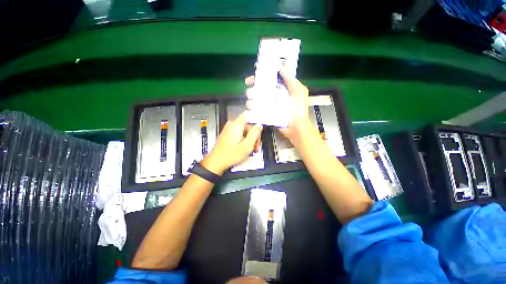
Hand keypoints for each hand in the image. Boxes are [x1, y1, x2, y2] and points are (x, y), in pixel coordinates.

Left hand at [201, 111, 262, 174]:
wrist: (216, 162)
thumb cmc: (231, 155)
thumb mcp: (247, 146)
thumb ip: (254, 134)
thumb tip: (259, 126)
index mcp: (236, 125)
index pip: (248, 115)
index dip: (255, 120)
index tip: (259, 130)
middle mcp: (232, 125)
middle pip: (247, 125)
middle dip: (253, 135)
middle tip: (255, 147)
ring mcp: (228, 129)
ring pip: (244, 130)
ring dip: (249, 139)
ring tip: (250, 150)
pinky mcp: (227, 134)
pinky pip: (238, 134)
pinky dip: (243, 140)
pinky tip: (244, 148)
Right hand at [245, 66, 311, 143]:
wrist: (297, 128)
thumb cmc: (299, 110)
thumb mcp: (299, 92)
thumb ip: (291, 79)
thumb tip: (280, 65)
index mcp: (281, 88)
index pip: (268, 79)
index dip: (259, 77)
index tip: (252, 78)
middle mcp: (273, 96)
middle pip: (259, 89)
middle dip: (252, 89)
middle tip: (250, 92)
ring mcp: (269, 106)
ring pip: (255, 100)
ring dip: (250, 100)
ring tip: (251, 103)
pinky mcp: (266, 114)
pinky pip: (256, 110)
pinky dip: (251, 109)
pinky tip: (250, 109)